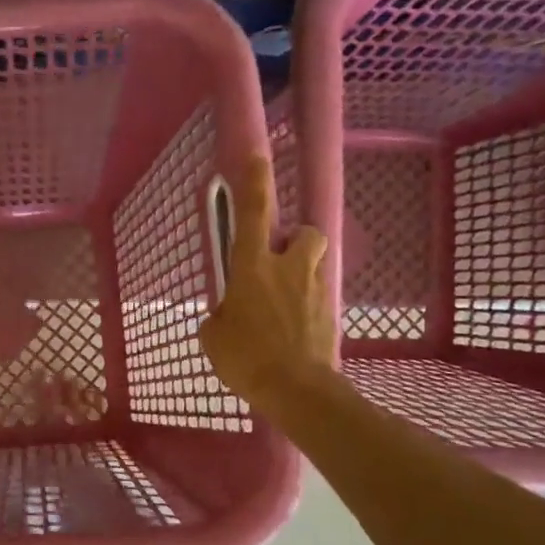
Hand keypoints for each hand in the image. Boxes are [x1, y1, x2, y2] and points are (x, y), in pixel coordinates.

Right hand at [198, 154, 336, 411]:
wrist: (297, 391)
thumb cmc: (246, 357)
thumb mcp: (214, 336)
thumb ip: (219, 315)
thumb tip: (225, 315)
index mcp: (253, 266)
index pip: (255, 211)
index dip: (255, 180)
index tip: (257, 154)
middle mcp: (289, 268)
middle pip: (305, 233)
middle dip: (295, 239)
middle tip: (278, 260)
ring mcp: (315, 290)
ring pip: (315, 264)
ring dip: (301, 273)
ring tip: (284, 302)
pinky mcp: (331, 314)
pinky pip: (318, 298)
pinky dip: (306, 306)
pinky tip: (293, 332)